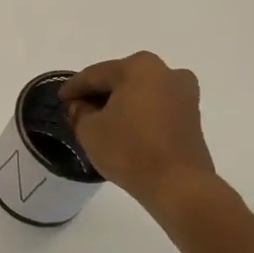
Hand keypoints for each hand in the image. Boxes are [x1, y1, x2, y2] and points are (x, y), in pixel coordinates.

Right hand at [61, 53, 216, 218]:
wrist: (178, 185)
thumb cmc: (129, 150)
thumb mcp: (89, 129)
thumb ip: (79, 111)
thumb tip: (82, 106)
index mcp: (139, 67)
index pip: (95, 74)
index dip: (74, 88)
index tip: (60, 99)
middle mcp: (166, 72)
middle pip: (120, 79)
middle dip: (99, 93)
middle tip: (78, 108)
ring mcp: (184, 93)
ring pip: (140, 92)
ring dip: (120, 102)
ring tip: (100, 119)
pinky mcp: (192, 116)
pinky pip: (156, 106)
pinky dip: (138, 112)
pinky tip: (123, 127)